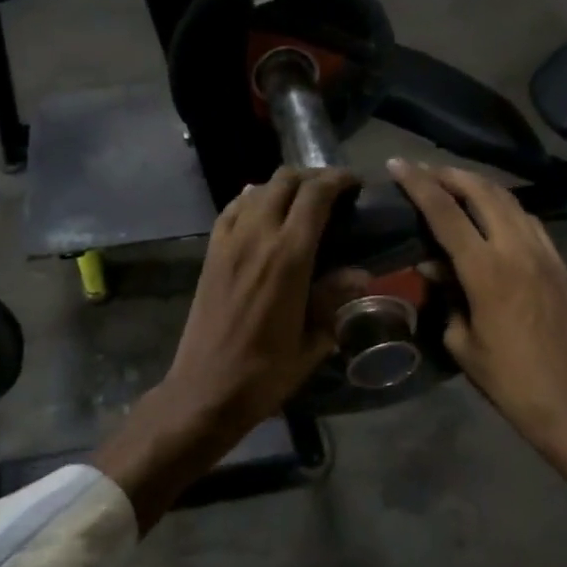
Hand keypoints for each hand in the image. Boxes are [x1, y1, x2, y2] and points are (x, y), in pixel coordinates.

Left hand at [97, 167, 356, 527]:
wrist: (206, 389)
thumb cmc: (266, 372)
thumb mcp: (312, 341)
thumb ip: (334, 299)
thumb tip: (360, 274)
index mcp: (288, 256)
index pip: (315, 195)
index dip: (338, 180)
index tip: (355, 184)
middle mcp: (256, 237)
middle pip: (285, 181)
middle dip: (313, 177)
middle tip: (332, 192)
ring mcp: (228, 242)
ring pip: (257, 189)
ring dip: (282, 186)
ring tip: (301, 201)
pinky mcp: (210, 252)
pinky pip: (232, 209)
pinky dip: (252, 200)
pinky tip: (263, 211)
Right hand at [390, 159, 566, 495]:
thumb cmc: (509, 380)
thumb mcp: (462, 342)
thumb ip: (446, 296)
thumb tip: (432, 267)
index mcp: (486, 270)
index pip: (445, 212)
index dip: (419, 184)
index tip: (398, 164)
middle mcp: (517, 249)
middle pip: (483, 192)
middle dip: (451, 174)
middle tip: (426, 171)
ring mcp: (546, 254)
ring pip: (511, 201)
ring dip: (480, 187)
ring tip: (456, 186)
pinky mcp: (562, 265)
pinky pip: (531, 222)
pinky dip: (506, 209)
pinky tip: (494, 217)